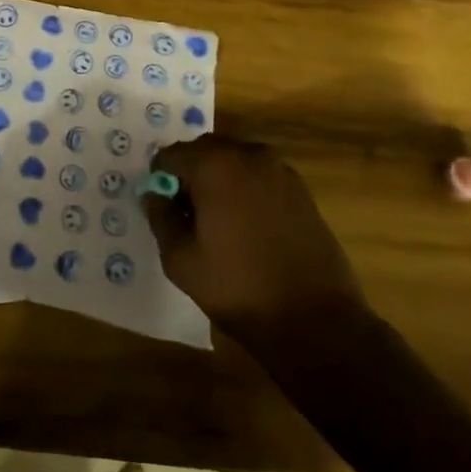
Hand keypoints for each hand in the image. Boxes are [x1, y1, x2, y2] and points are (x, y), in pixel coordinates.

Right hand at [144, 135, 370, 357]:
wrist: (316, 321)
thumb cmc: (239, 289)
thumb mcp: (181, 261)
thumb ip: (161, 218)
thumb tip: (154, 195)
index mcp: (215, 166)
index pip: (171, 155)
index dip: (160, 179)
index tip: (162, 207)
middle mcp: (248, 155)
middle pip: (205, 150)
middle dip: (190, 173)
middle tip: (186, 213)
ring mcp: (280, 170)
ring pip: (235, 160)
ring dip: (219, 178)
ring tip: (218, 220)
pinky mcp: (301, 190)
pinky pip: (260, 175)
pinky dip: (246, 188)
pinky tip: (247, 226)